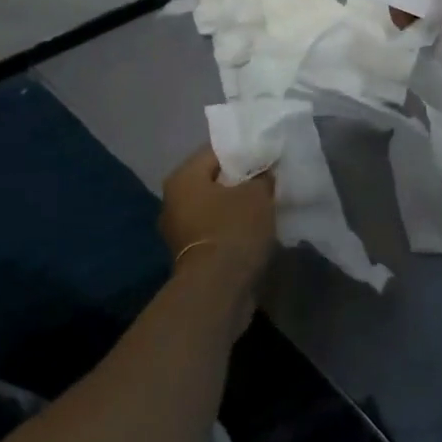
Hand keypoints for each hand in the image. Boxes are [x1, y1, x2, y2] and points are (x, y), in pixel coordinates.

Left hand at [157, 145, 275, 300]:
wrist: (218, 289)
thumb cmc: (233, 229)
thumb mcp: (257, 194)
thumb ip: (262, 176)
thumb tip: (264, 172)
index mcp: (182, 178)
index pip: (215, 152)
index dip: (243, 152)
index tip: (266, 156)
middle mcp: (173, 201)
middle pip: (213, 180)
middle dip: (240, 181)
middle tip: (268, 179)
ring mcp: (179, 231)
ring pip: (214, 207)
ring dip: (237, 207)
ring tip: (266, 204)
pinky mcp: (190, 256)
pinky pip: (215, 230)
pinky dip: (232, 228)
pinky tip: (256, 230)